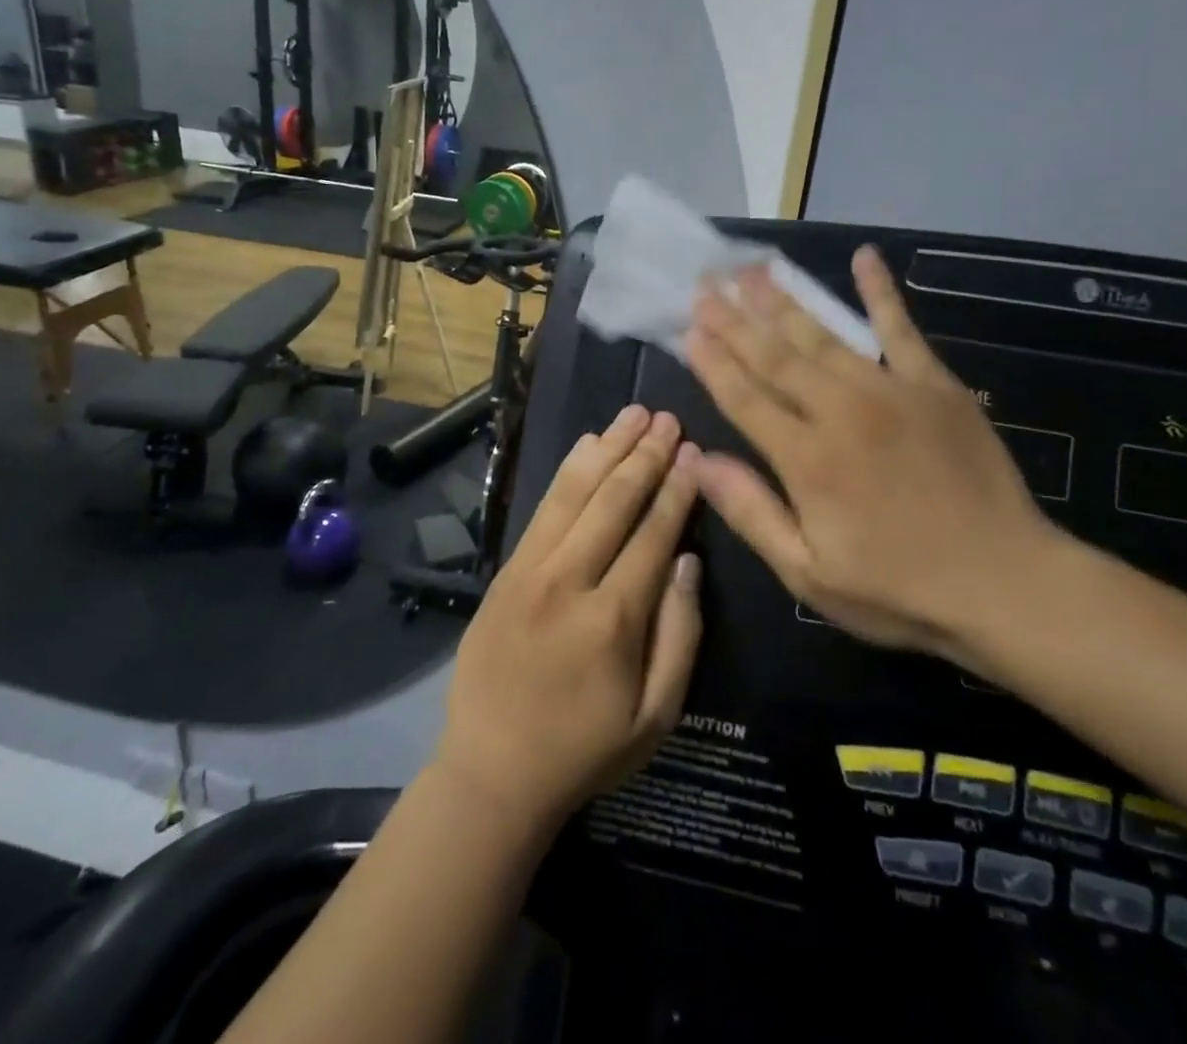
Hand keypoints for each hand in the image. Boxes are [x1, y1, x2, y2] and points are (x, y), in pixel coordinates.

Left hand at [434, 405, 703, 836]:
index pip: (654, 534)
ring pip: (575, 492)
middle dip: (646, 455)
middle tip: (669, 418)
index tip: (694, 451)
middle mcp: (570, 581)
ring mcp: (531, 570)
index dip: (677, 489)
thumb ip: (680, 634)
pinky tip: (588, 445)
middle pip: (614, 501)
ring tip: (634, 414)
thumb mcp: (655, 716)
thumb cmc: (584, 750)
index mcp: (614, 619)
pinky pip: (542, 508)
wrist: (492, 772)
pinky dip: (568, 471)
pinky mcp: (506, 570)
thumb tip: (688, 559)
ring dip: (608, 448)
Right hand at [683, 248, 1067, 667]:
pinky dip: (881, 292)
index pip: (745, 398)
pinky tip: (865, 257)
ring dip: (784, 302)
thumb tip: (699, 459)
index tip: (689, 328)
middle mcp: (840, 412)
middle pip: (775, 358)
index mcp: (806, 459)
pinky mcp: (936, 385)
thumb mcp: (809, 574)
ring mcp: (891, 392)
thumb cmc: (898, 589)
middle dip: (736, 321)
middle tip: (707, 284)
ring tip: (754, 271)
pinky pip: (901, 329)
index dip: (713, 362)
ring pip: (823, 337)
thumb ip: (752, 512)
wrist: (1007, 584)